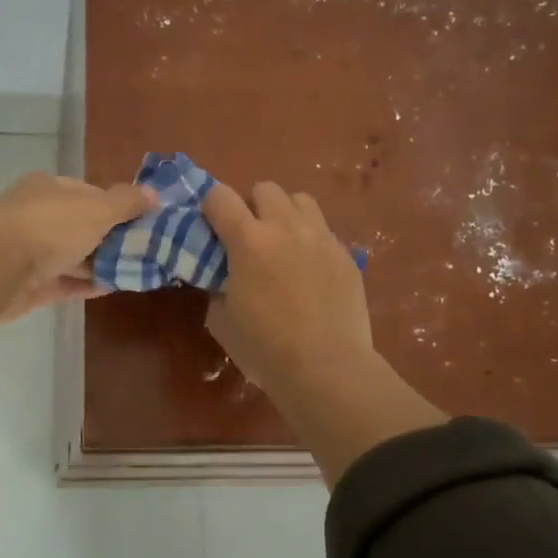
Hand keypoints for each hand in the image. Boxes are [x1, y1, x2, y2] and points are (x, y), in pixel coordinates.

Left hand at [0, 172, 153, 320]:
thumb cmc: (49, 227)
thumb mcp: (97, 209)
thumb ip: (126, 202)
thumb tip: (154, 193)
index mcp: (48, 188)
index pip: (88, 193)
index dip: (116, 205)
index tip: (142, 221)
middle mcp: (36, 215)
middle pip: (81, 225)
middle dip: (111, 237)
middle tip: (145, 249)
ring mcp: (29, 251)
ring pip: (73, 255)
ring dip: (100, 263)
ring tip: (136, 271)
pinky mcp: (28, 284)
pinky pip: (65, 282)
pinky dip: (87, 284)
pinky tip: (114, 288)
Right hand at [201, 182, 376, 392]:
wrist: (327, 368)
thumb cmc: (264, 348)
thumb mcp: (222, 320)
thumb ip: (217, 286)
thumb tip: (222, 277)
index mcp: (248, 240)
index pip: (220, 196)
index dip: (210, 206)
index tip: (210, 226)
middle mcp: (286, 227)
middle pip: (265, 188)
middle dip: (251, 205)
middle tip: (249, 236)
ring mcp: (321, 238)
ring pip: (300, 200)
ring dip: (285, 214)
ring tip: (283, 243)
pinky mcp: (346, 255)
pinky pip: (324, 231)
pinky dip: (311, 240)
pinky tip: (309, 270)